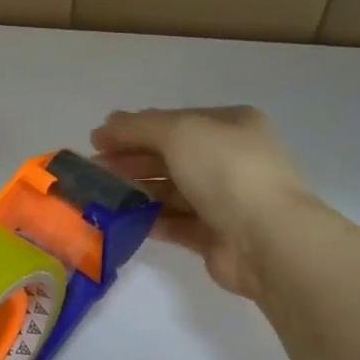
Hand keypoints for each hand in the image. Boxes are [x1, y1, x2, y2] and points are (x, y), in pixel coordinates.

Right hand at [92, 106, 311, 300]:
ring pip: (171, 191)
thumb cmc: (226, 171)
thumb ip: (138, 127)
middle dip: (131, 159)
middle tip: (93, 169)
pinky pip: (176, 223)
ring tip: (101, 195)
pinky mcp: (215, 236)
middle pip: (170, 156)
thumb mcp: (180, 132)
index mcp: (231, 126)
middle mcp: (230, 160)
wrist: (265, 237)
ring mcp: (225, 200)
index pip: (174, 122)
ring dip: (137, 190)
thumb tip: (105, 125)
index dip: (134, 129)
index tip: (97, 140)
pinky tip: (123, 219)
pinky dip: (150, 220)